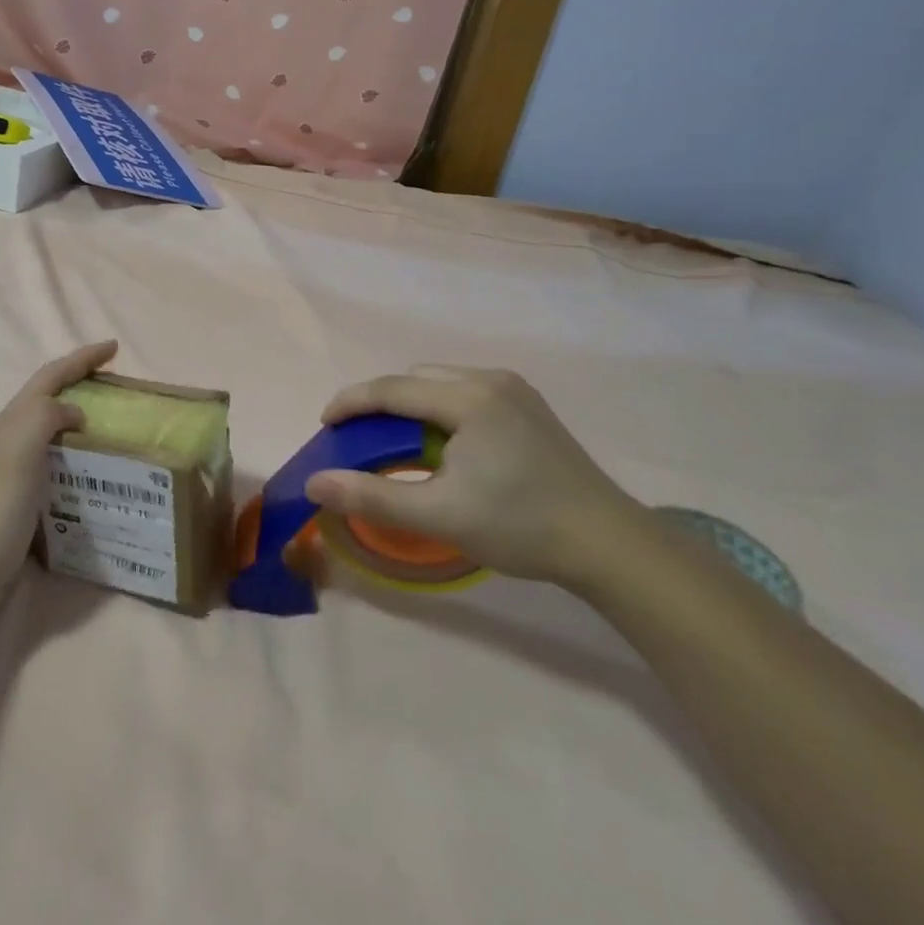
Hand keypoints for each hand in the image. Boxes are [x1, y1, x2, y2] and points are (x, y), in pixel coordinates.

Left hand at [0, 340, 118, 634]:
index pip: (51, 378)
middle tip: (121, 392)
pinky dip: (81, 466)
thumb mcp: (17, 452)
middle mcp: (11, 442)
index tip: (113, 348)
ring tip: (119, 434)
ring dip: (84, 427)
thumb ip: (44, 419)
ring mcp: (14, 475)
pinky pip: (58, 471)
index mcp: (11, 424)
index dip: (81, 359)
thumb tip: (75, 412)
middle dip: (83, 387)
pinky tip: (99, 480)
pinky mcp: (22, 505)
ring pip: (55, 437)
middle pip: (50, 402)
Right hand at [304, 368, 654, 589]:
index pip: (392, 388)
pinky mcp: (529, 407)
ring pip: (441, 384)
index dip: (350, 403)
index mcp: (468, 398)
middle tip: (359, 441)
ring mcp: (515, 391)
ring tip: (396, 445)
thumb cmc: (520, 526)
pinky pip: (465, 394)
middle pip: (415, 379)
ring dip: (410, 407)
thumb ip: (370, 496)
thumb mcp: (438, 515)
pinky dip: (438, 411)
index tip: (324, 426)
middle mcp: (491, 380)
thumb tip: (314, 483)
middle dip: (379, 404)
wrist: (609, 545)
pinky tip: (442, 446)